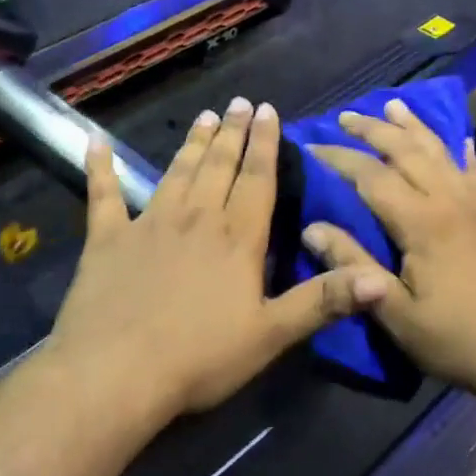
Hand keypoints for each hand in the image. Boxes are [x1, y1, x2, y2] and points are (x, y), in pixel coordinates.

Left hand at [47, 98, 396, 422]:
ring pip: (177, 172)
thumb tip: (381, 279)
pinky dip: (100, 168)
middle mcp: (196, 217)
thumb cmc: (200, 357)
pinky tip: (95, 143)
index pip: (257, 179)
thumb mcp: (271, 335)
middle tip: (239, 102)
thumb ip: (323, 301)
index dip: (265, 144)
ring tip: (205, 116)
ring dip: (193, 144)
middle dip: (232, 132)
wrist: (115, 373)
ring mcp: (148, 223)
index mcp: (237, 237)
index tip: (267, 110)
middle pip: (219, 166)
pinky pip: (103, 195)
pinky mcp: (107, 239)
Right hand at [305, 99, 475, 401]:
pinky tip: (460, 138)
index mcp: (422, 222)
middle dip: (373, 130)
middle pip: (406, 150)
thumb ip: (353, 268)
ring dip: (413, 126)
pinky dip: (461, 151)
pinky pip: (473, 172)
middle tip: (344, 116)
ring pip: (439, 151)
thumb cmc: (456, 339)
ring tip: (393, 105)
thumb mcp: (395, 312)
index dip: (338, 157)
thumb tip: (311, 228)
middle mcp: (448, 200)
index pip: (370, 175)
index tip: (309, 146)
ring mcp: (475, 205)